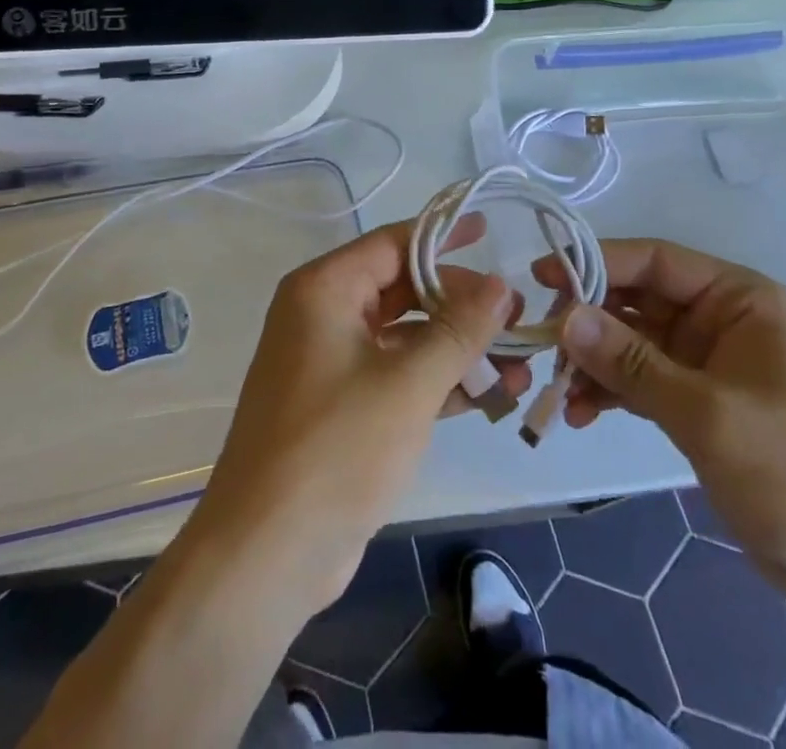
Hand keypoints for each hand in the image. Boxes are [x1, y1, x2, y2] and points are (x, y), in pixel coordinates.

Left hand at [188, 219, 528, 613]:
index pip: (393, 244)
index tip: (489, 231)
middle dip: (461, 304)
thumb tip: (501, 284)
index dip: (443, 236)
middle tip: (517, 314)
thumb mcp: (409, 383)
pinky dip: (439, 382)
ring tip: (519, 361)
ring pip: (406, 337)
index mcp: (325, 290)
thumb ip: (460, 330)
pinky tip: (491, 395)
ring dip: (459, 349)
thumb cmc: (337, 448)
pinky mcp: (343, 406)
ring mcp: (331, 363)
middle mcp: (324, 315)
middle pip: (403, 289)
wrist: (266, 554)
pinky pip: (398, 376)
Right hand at [539, 240, 785, 608]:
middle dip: (590, 320)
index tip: (542, 276)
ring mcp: (709, 362)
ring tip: (559, 390)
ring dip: (595, 362)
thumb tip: (564, 317)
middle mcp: (721, 319)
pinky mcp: (700, 402)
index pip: (655, 261)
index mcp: (739, 299)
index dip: (596, 262)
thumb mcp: (709, 415)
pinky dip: (612, 392)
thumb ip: (631, 363)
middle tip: (543, 344)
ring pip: (633, 342)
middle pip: (638, 299)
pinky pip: (642, 380)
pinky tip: (582, 414)